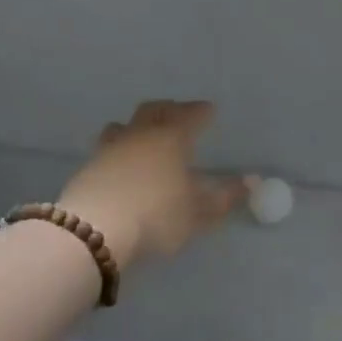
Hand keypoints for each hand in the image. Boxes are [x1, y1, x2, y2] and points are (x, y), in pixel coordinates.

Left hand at [58, 101, 243, 269]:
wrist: (95, 231)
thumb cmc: (157, 216)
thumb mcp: (198, 213)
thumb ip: (225, 197)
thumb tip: (252, 181)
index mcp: (172, 138)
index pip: (191, 115)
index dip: (202, 112)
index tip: (210, 111)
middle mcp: (141, 134)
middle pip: (155, 110)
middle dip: (170, 109)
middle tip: (179, 114)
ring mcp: (110, 147)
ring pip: (125, 124)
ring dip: (139, 125)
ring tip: (145, 134)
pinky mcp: (89, 166)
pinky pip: (108, 146)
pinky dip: (120, 148)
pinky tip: (122, 163)